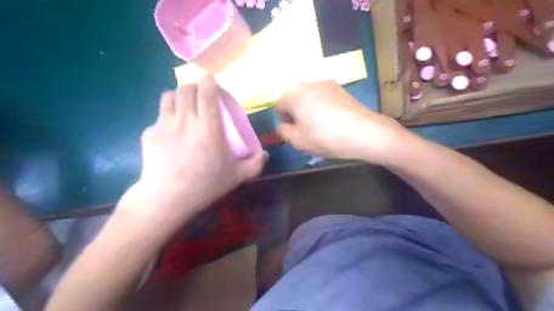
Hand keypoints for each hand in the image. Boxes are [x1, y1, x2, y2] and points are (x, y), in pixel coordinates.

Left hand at [115, 75, 265, 233]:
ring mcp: (164, 125)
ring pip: (168, 97)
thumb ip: (255, 164)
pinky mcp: (149, 134)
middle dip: (194, 86)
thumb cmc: (206, 185)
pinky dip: (166, 117)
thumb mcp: (237, 176)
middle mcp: (185, 119)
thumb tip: (265, 154)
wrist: (167, 198)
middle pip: (185, 89)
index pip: (206, 93)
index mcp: (208, 126)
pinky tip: (170, 131)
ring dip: (178, 95)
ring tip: (184, 105)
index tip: (211, 79)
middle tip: (200, 93)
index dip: (209, 81)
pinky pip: (158, 118)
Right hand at [276, 80, 410, 164]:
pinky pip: (325, 99)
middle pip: (295, 100)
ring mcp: (328, 84)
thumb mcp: (297, 141)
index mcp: (294, 93)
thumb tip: (284, 126)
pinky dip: (324, 109)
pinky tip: (334, 122)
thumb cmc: (325, 137)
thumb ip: (283, 132)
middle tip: (307, 132)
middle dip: (297, 116)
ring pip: (310, 99)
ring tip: (322, 128)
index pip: (279, 107)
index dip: (284, 122)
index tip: (295, 134)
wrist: (364, 133)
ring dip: (310, 112)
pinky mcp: (342, 89)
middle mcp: (309, 83)